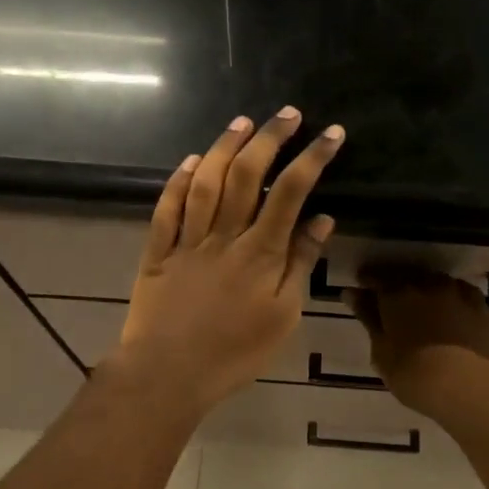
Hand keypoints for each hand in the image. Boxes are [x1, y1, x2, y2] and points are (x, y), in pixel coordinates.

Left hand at [113, 107, 345, 414]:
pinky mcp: (158, 252)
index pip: (290, 193)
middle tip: (287, 114)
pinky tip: (190, 160)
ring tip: (243, 122)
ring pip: (205, 182)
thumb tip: (321, 219)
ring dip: (224, 147)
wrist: (168, 374)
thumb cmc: (235, 353)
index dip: (312, 158)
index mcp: (260, 253)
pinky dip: (178, 181)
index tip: (331, 133)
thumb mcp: (283, 316)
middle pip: (246, 176)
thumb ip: (300, 265)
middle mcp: (224, 237)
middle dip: (270, 139)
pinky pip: (166, 209)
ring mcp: (187, 241)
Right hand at [348, 268, 488, 421]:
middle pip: (405, 276)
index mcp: (396, 294)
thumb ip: (369, 319)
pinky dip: (448, 297)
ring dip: (422, 289)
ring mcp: (456, 291)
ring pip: (432, 281)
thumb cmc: (416, 376)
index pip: (375, 277)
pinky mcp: (480, 305)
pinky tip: (447, 311)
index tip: (360, 291)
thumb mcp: (382, 352)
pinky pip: (457, 292)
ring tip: (419, 308)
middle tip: (389, 302)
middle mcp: (426, 283)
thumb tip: (352, 294)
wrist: (471, 390)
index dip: (366, 283)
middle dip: (394, 284)